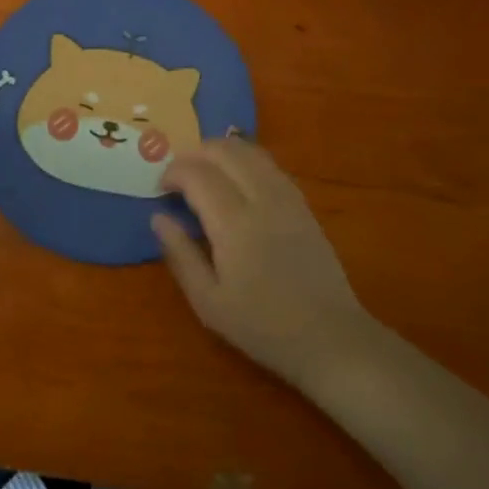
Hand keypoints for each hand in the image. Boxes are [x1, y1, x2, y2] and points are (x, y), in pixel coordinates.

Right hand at [154, 139, 378, 389]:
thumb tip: (158, 217)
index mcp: (234, 224)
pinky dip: (245, 160)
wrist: (329, 337)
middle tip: (178, 175)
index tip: (160, 188)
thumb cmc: (262, 326)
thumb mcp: (208, 302)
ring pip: (250, 152)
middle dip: (195, 153)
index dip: (173, 172)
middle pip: (225, 151)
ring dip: (221, 152)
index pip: (197, 174)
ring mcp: (287, 198)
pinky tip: (236, 179)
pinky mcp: (303, 204)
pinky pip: (269, 165)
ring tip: (203, 171)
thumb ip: (180, 254)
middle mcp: (262, 199)